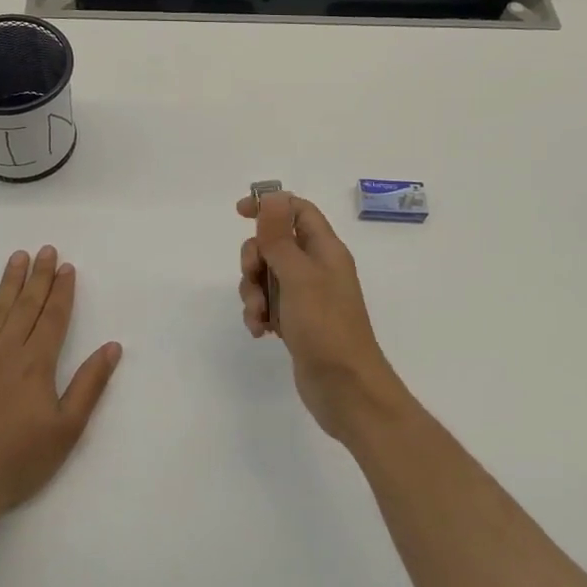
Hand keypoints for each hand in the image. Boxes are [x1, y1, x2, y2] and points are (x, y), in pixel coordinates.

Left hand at [0, 246, 121, 522]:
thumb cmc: (18, 461)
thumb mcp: (66, 429)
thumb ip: (89, 385)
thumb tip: (112, 347)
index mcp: (37, 363)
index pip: (53, 317)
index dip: (62, 291)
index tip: (67, 267)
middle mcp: (7, 350)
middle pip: (26, 305)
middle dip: (39, 276)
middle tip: (46, 250)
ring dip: (10, 281)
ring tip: (18, 256)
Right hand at [237, 192, 406, 441]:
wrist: (347, 390)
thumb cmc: (326, 327)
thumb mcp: (298, 276)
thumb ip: (280, 237)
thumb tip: (271, 195)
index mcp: (325, 250)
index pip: (297, 210)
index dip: (269, 206)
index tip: (239, 213)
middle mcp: (317, 268)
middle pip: (275, 243)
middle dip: (254, 259)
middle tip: (253, 277)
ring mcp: (307, 296)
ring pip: (267, 276)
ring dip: (253, 292)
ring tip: (258, 316)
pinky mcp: (297, 322)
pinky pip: (268, 304)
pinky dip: (259, 313)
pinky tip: (260, 332)